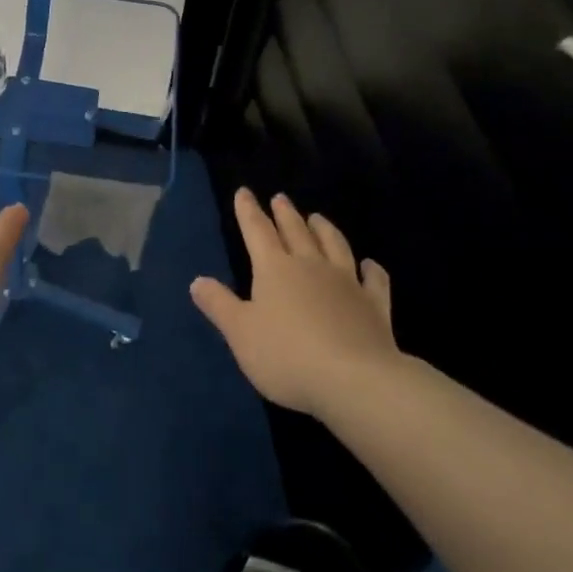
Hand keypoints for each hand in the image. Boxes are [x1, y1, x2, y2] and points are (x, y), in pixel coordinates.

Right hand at [190, 188, 402, 418]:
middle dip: (285, 214)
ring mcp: (347, 283)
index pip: (257, 231)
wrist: (354, 380)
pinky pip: (374, 280)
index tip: (244, 192)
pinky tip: (370, 265)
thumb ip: (219, 305)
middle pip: (296, 232)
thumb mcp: (240, 333)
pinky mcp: (375, 306)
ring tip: (317, 217)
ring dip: (324, 229)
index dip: (248, 211)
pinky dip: (371, 269)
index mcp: (275, 269)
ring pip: (334, 246)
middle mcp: (311, 266)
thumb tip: (197, 280)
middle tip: (281, 198)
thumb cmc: (287, 356)